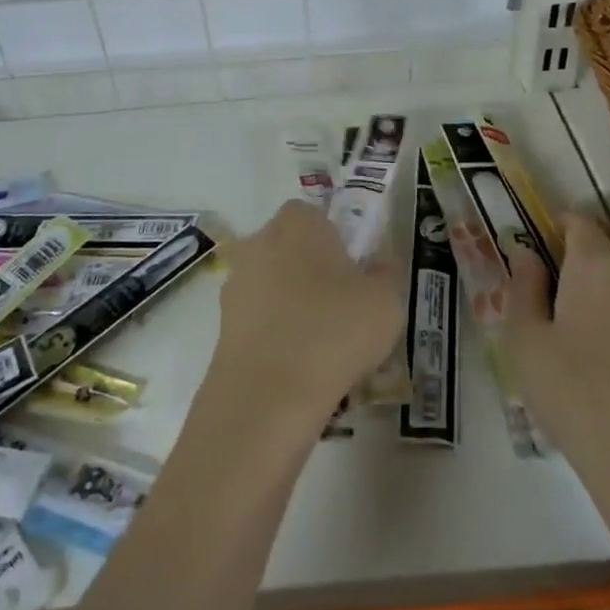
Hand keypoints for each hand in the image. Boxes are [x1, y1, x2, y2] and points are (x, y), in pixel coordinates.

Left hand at [209, 201, 405, 419]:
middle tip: (343, 309)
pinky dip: (275, 335)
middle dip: (312, 271)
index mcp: (297, 223)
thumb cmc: (333, 331)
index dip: (336, 239)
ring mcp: (235, 283)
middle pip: (291, 248)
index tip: (355, 272)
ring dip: (292, 305)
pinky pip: (259, 319)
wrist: (267, 395)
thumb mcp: (385, 302)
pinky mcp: (222, 323)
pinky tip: (298, 367)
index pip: (314, 214)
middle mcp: (259, 242)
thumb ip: (387, 274)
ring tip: (322, 347)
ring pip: (273, 285)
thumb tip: (381, 264)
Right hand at [502, 213, 609, 474]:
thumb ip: (524, 288)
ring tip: (595, 291)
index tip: (545, 238)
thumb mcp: (526, 341)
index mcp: (596, 264)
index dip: (562, 223)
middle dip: (599, 235)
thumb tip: (526, 252)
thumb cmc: (575, 393)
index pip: (583, 221)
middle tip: (570, 260)